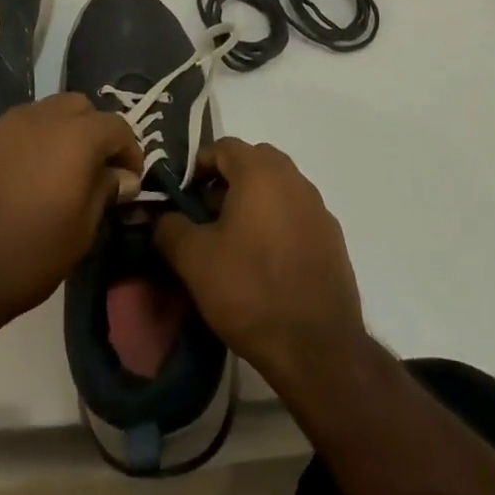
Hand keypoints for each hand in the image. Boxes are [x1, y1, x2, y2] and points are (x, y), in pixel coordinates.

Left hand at [0, 93, 143, 334]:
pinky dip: (26, 146)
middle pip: (79, 107)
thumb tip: (123, 176)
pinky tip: (18, 182)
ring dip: (58, 134)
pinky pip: (13, 132)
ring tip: (55, 174)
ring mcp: (3, 125)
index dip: (129, 151)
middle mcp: (41, 117)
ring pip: (44, 114)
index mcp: (76, 136)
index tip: (129, 179)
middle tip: (94, 169)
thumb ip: (104, 193)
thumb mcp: (80, 232)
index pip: (117, 127)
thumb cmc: (26, 256)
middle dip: (93, 132)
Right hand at [154, 138, 364, 385]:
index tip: (182, 196)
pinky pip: (296, 214)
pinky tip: (266, 261)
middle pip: (253, 162)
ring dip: (253, 201)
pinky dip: (277, 223)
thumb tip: (162, 216)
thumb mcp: (193, 260)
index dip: (198, 166)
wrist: (317, 347)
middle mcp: (293, 178)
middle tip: (206, 215)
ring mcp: (318, 207)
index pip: (223, 146)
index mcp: (260, 172)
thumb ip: (169, 227)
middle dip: (227, 180)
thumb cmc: (250, 291)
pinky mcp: (332, 237)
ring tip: (233, 241)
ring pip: (277, 187)